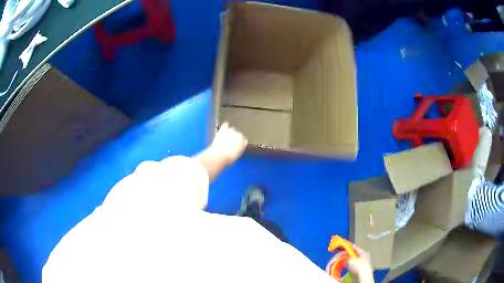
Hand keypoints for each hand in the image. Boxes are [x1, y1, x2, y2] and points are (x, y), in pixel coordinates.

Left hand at [211, 122, 247, 164]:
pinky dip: (225, 126)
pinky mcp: (223, 129)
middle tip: (230, 141)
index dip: (239, 142)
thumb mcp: (237, 156)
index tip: (236, 145)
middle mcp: (239, 135)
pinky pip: (226, 124)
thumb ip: (239, 149)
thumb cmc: (229, 159)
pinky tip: (224, 127)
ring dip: (230, 132)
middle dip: (235, 137)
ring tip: (226, 135)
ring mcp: (231, 131)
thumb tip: (238, 147)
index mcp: (244, 142)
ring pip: (232, 129)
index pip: (244, 140)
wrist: (220, 156)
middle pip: (238, 134)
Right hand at [346, 246, 373, 282]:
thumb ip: (346, 259)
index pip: (356, 248)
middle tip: (346, 255)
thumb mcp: (350, 261)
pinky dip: (355, 266)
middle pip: (357, 254)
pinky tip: (351, 267)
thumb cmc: (358, 266)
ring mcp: (367, 262)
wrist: (364, 275)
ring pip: (358, 260)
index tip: (347, 245)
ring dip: (353, 261)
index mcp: (364, 252)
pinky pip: (358, 265)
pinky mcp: (366, 268)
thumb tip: (345, 259)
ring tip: (348, 262)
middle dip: (352, 255)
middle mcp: (367, 256)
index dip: (351, 247)